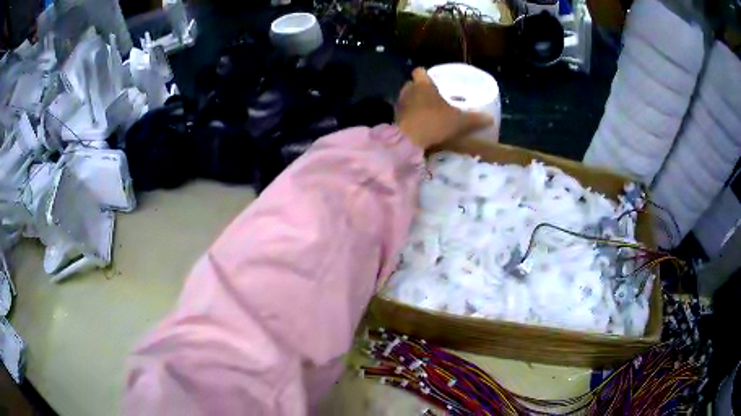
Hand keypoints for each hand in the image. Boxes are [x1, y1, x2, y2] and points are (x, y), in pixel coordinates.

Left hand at [396, 68, 493, 148]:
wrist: (410, 140)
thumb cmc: (436, 122)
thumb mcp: (460, 121)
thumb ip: (475, 119)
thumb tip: (491, 119)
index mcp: (423, 85)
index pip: (420, 71)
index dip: (425, 74)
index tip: (432, 80)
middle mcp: (409, 90)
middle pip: (412, 84)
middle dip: (419, 89)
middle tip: (432, 97)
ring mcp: (399, 104)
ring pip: (406, 98)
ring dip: (413, 103)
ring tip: (425, 111)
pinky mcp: (395, 118)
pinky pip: (402, 113)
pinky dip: (409, 116)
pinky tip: (418, 124)